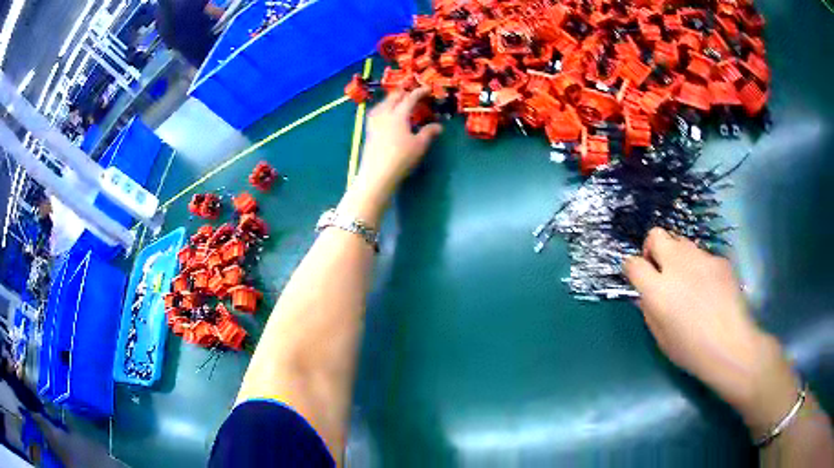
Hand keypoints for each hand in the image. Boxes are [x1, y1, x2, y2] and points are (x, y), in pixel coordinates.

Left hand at [341, 88, 441, 224]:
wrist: (377, 174)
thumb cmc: (401, 158)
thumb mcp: (419, 145)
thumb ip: (428, 132)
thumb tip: (438, 126)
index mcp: (399, 115)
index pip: (410, 98)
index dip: (419, 92)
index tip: (427, 89)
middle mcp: (385, 114)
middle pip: (393, 98)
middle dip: (404, 93)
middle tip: (412, 94)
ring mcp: (374, 123)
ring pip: (382, 104)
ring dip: (391, 99)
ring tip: (398, 101)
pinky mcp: (369, 132)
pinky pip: (376, 113)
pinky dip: (383, 108)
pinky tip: (384, 114)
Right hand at [624, 228, 798, 433]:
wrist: (730, 345)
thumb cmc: (691, 350)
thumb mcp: (661, 338)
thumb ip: (649, 310)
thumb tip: (645, 294)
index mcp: (658, 290)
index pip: (634, 263)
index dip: (631, 267)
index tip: (636, 275)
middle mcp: (677, 266)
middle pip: (656, 235)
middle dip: (652, 247)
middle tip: (660, 267)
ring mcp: (701, 259)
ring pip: (681, 242)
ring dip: (677, 256)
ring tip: (687, 280)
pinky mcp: (719, 259)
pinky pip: (703, 256)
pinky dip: (700, 267)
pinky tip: (709, 289)